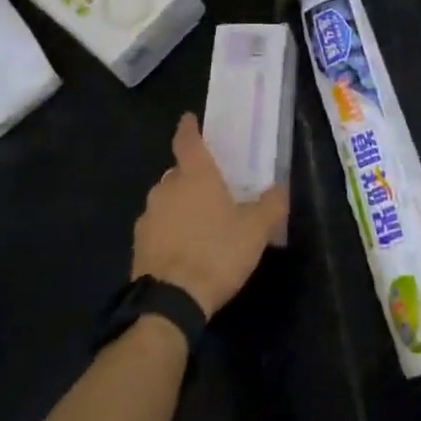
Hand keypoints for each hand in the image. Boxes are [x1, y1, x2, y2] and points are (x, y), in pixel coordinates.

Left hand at [132, 113, 288, 317]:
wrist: (170, 301)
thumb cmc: (217, 253)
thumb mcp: (256, 230)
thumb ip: (271, 204)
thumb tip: (281, 187)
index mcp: (195, 176)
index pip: (187, 141)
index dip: (189, 128)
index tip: (189, 118)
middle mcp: (166, 188)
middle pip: (178, 172)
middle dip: (192, 176)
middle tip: (212, 188)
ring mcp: (148, 216)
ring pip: (166, 200)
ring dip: (180, 204)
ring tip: (200, 223)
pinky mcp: (139, 243)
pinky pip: (158, 226)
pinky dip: (169, 229)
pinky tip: (184, 247)